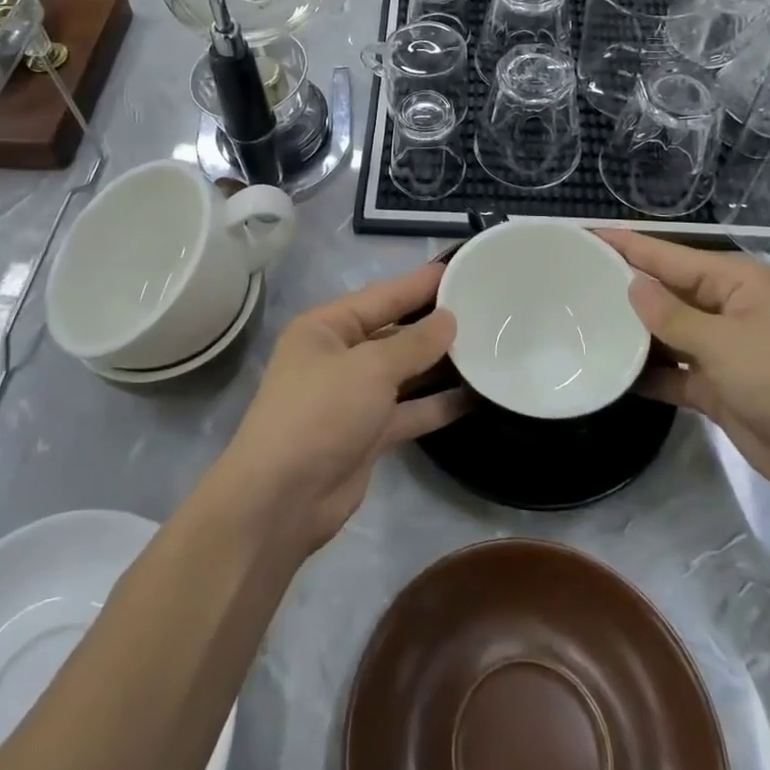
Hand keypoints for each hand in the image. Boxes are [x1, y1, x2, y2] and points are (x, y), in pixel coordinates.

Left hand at [217, 262, 468, 553]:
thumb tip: (448, 319)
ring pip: (404, 373)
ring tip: (487, 347)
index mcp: (326, 328)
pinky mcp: (367, 434)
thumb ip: (414, 343)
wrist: (281, 500)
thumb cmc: (320, 413)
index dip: (419, 283)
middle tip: (482, 307)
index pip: (382, 296)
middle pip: (394, 332)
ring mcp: (353, 397)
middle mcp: (338, 357)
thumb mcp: (370, 368)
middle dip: (433, 323)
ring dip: (439, 364)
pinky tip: (473, 396)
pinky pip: (409, 410)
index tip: (458, 268)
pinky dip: (436, 404)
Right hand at [599, 231, 769, 508]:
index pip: (666, 256)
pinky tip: (607, 371)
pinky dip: (645, 373)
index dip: (624, 245)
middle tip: (567, 280)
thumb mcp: (725, 343)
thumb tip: (631, 286)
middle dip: (621, 287)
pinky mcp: (715, 386)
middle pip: (662, 291)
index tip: (582, 233)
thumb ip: (672, 317)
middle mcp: (724, 308)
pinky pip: (670, 371)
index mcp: (733, 282)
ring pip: (663, 332)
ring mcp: (719, 349)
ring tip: (577, 322)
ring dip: (630, 332)